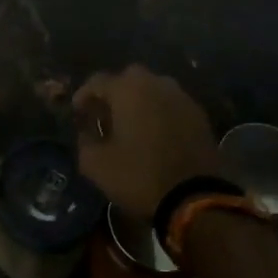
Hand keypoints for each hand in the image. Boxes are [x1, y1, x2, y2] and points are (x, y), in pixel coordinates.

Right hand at [72, 66, 222, 220]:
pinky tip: (156, 135)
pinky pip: (171, 105)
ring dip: (139, 102)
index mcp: (128, 89)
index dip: (83, 96)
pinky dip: (160, 113)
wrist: (195, 198)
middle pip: (128, 79)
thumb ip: (84, 142)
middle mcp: (156, 83)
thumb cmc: (140, 176)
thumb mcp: (96, 165)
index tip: (78, 114)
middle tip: (106, 116)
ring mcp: (181, 97)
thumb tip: (86, 133)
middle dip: (114, 94)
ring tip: (132, 125)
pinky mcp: (199, 114)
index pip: (97, 81)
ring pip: (153, 89)